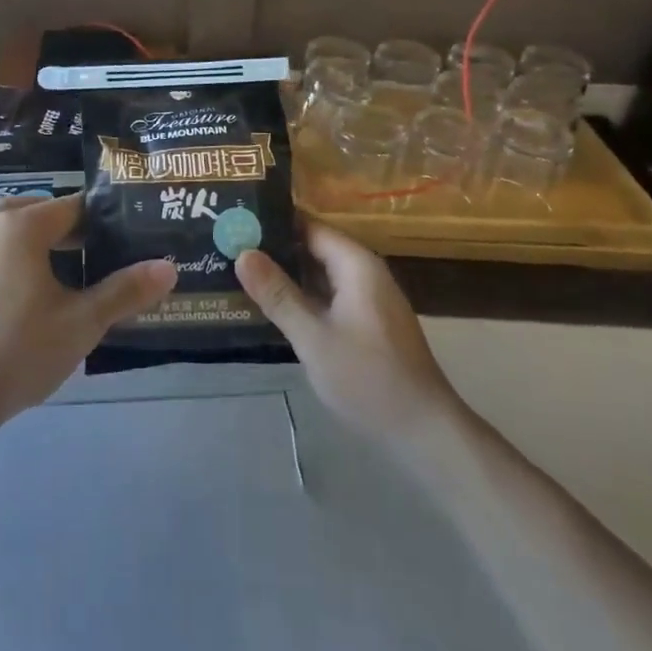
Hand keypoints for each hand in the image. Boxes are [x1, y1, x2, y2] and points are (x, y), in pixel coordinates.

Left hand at [0, 195, 175, 430]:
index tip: (122, 239)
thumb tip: (169, 267)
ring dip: (33, 230)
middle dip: (68, 226)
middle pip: (39, 209)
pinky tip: (9, 263)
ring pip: (6, 219)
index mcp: (22, 226)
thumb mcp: (82, 323)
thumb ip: (126, 291)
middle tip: (96, 253)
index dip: (100, 221)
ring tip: (59, 258)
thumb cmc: (21, 352)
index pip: (73, 207)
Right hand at [236, 224, 457, 443]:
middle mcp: (364, 272)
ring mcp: (367, 298)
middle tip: (227, 244)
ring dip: (285, 273)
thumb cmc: (368, 379)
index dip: (273, 220)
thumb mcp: (314, 337)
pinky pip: (327, 295)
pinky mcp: (366, 322)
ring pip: (319, 273)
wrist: (424, 432)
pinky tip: (270, 304)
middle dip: (274, 247)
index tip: (236, 218)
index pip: (309, 225)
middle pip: (313, 246)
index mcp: (356, 264)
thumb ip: (278, 294)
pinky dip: (301, 295)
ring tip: (238, 268)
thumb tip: (242, 253)